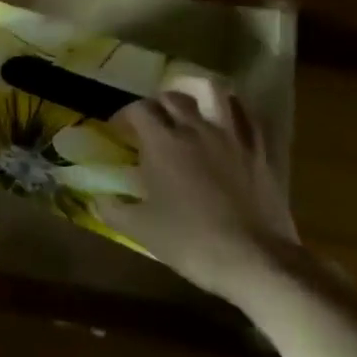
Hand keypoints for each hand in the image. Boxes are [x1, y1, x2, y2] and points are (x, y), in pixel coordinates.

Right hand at [96, 88, 300, 303]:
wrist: (256, 261)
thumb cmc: (191, 242)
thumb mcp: (141, 230)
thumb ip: (112, 210)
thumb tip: (95, 199)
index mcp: (162, 142)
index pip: (138, 109)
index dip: (125, 115)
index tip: (119, 131)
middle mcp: (195, 129)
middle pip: (172, 97)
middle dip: (157, 105)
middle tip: (152, 125)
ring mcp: (231, 137)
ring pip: (215, 95)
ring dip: (199, 95)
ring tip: (192, 110)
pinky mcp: (260, 152)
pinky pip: (248, 118)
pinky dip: (235, 112)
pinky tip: (230, 120)